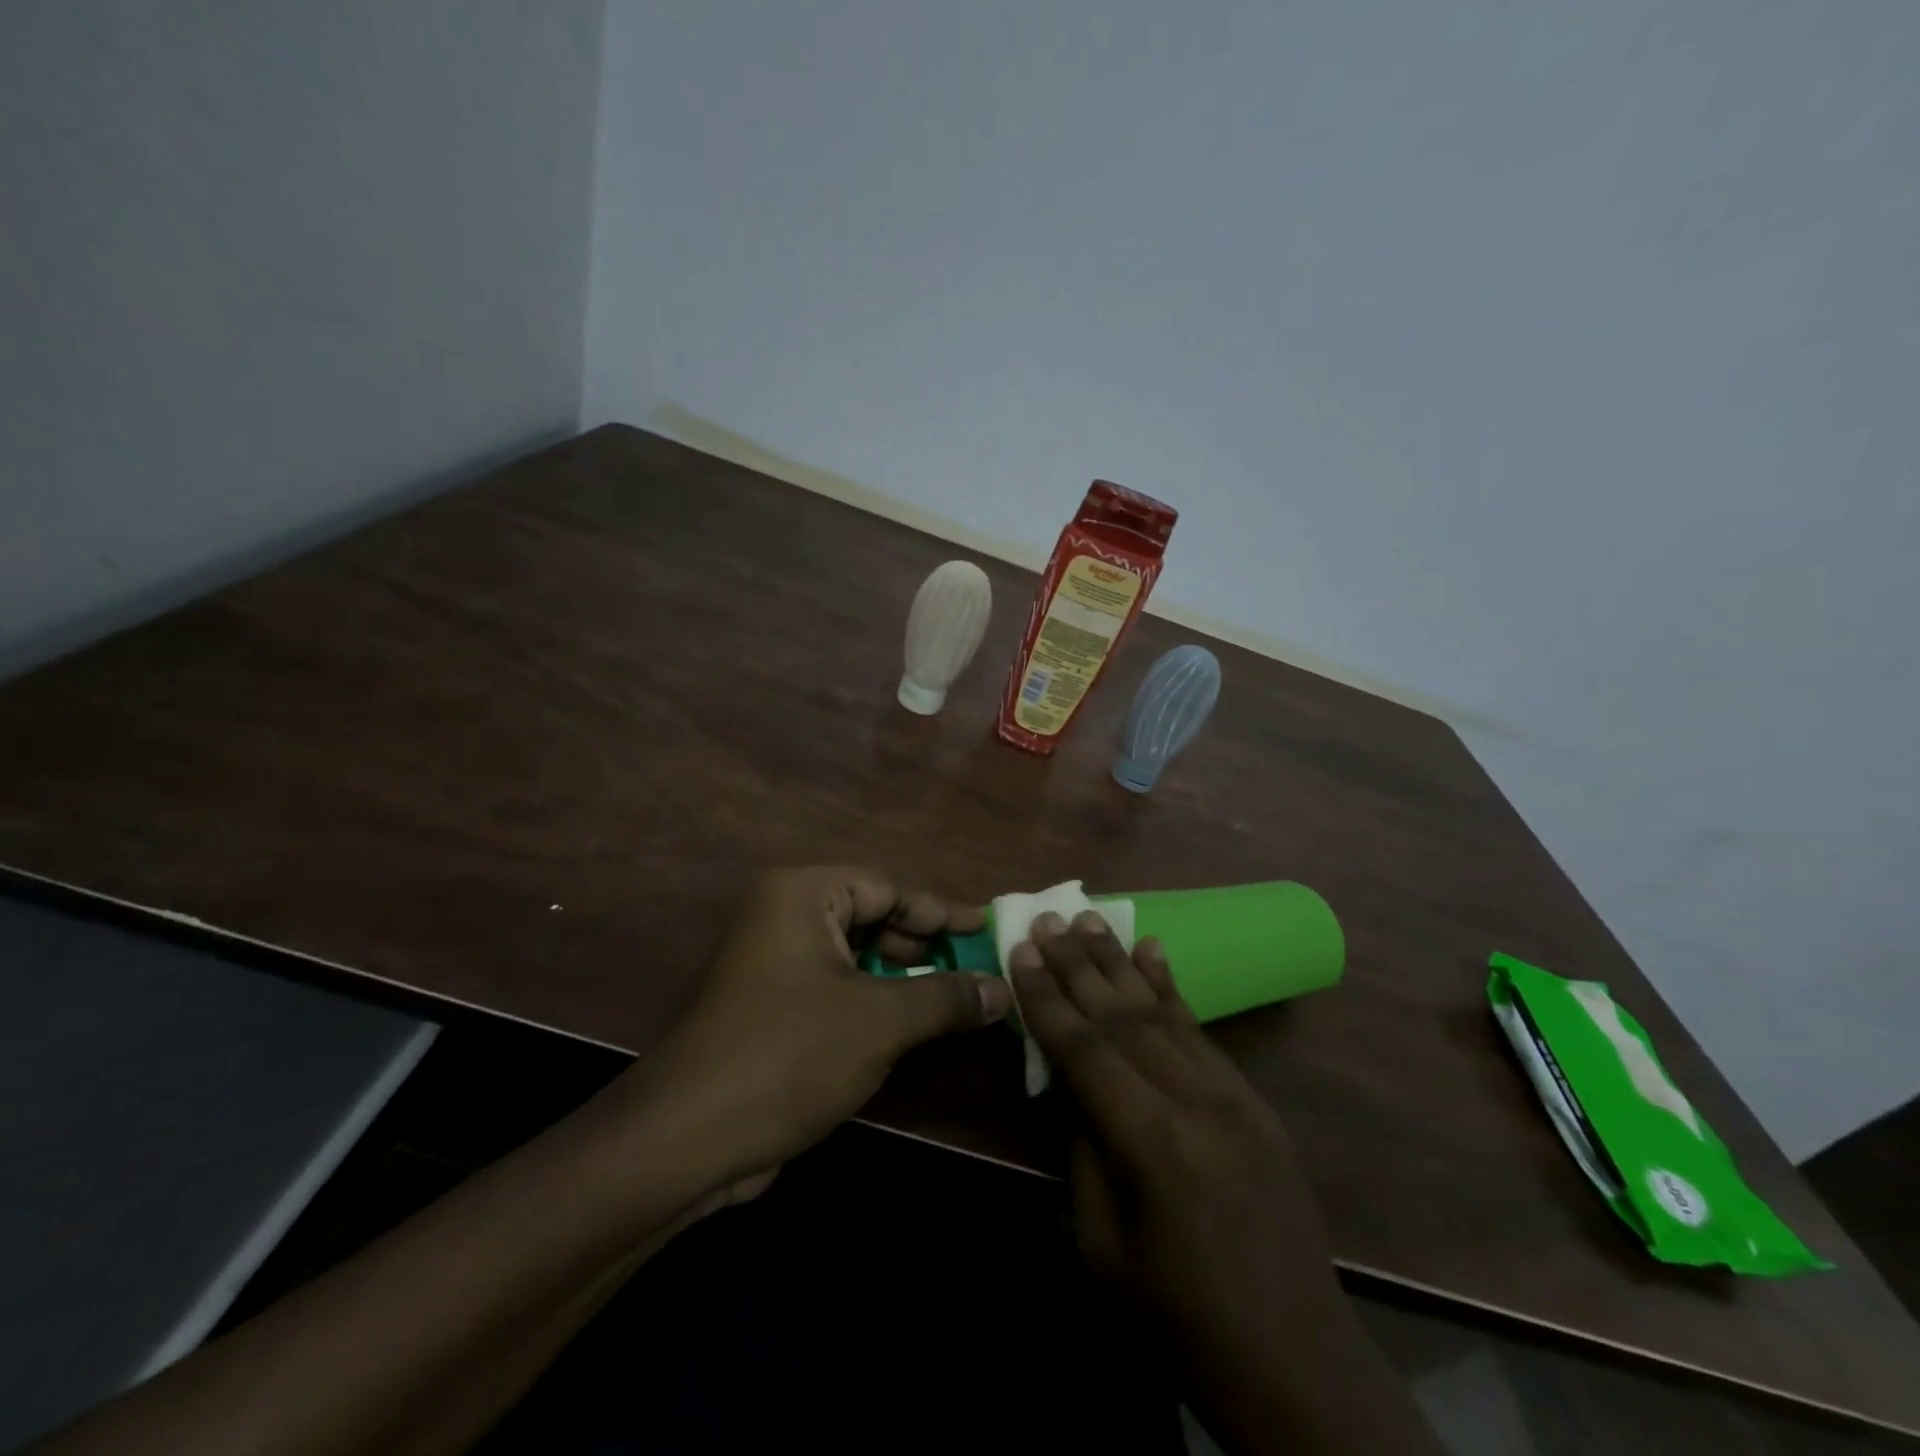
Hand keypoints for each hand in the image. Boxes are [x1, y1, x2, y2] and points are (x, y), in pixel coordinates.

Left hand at [616, 867, 1011, 1202]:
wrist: (688, 1140)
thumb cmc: (789, 1054)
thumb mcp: (880, 1020)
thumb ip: (947, 997)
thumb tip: (1004, 990)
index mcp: (802, 895)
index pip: (888, 888)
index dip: (940, 912)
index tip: (986, 928)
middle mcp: (783, 916)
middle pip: (872, 918)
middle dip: (923, 946)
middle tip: (975, 966)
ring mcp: (773, 962)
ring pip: (855, 956)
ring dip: (903, 978)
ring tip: (954, 998)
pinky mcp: (771, 1006)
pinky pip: (837, 988)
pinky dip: (875, 1001)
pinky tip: (911, 1025)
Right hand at [1009, 913, 1439, 1455]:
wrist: (1297, 1361)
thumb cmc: (1180, 1318)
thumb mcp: (1102, 1246)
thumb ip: (1083, 1151)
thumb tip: (1069, 1082)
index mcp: (1152, 1143)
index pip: (1085, 1050)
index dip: (1047, 998)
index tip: (1022, 950)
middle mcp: (1194, 1101)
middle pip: (1122, 1016)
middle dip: (1078, 964)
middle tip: (1047, 918)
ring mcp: (1232, 1095)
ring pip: (1162, 1011)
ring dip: (1120, 961)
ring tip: (1089, 919)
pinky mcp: (1254, 1099)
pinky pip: (1202, 1030)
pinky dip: (1172, 986)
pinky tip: (1154, 950)